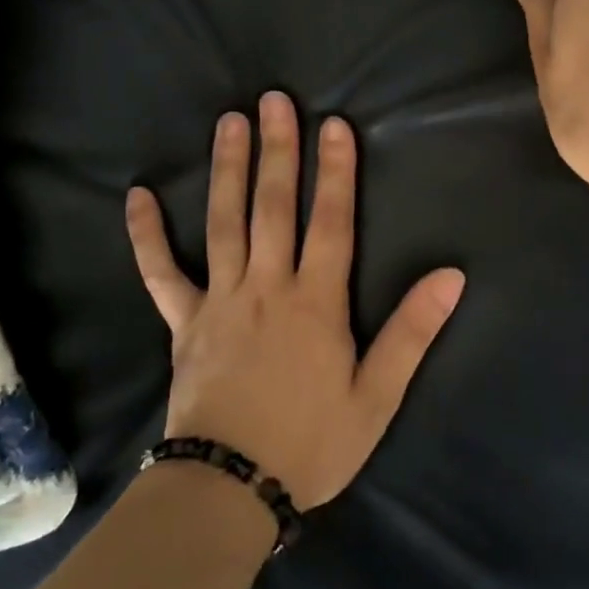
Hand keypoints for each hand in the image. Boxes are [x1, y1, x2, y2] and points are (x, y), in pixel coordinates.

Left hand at [125, 92, 464, 507]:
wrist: (230, 487)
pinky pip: (160, 271)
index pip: (332, 222)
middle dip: (279, 151)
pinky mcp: (182, 321)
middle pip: (274, 207)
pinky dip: (147, 234)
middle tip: (275, 101)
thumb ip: (412, 332)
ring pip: (223, 223)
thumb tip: (451, 276)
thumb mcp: (378, 397)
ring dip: (228, 170)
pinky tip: (136, 196)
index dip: (336, 172)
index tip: (335, 125)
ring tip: (230, 123)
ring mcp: (219, 300)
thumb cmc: (311, 443)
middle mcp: (267, 287)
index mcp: (316, 303)